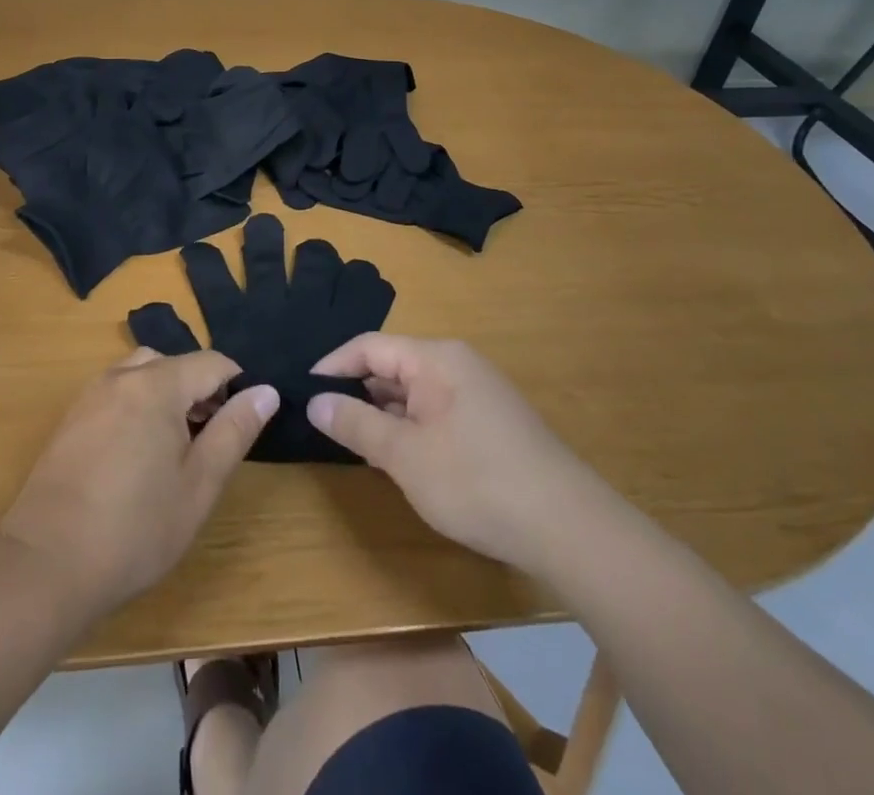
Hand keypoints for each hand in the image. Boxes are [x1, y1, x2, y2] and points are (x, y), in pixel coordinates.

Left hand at [0, 348, 278, 615]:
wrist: (45, 564)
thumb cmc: (135, 529)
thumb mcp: (199, 485)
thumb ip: (234, 431)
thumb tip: (266, 391)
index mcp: (158, 385)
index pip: (212, 362)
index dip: (237, 387)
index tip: (243, 425)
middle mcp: (122, 376)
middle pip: (175, 363)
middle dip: (200, 390)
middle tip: (209, 441)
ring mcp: (91, 394)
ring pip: (142, 374)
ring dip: (167, 396)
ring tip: (174, 448)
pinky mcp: (71, 418)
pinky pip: (116, 392)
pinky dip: (137, 406)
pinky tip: (136, 457)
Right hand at [307, 334, 581, 568]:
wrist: (570, 528)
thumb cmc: (477, 482)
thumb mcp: (405, 456)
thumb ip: (356, 425)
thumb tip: (314, 402)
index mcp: (435, 358)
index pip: (369, 346)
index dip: (333, 365)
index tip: (303, 390)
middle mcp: (457, 364)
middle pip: (392, 365)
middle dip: (357, 391)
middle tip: (322, 421)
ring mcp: (477, 393)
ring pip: (414, 391)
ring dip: (384, 413)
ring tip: (352, 440)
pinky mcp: (490, 422)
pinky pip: (436, 411)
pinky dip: (410, 427)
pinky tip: (399, 457)